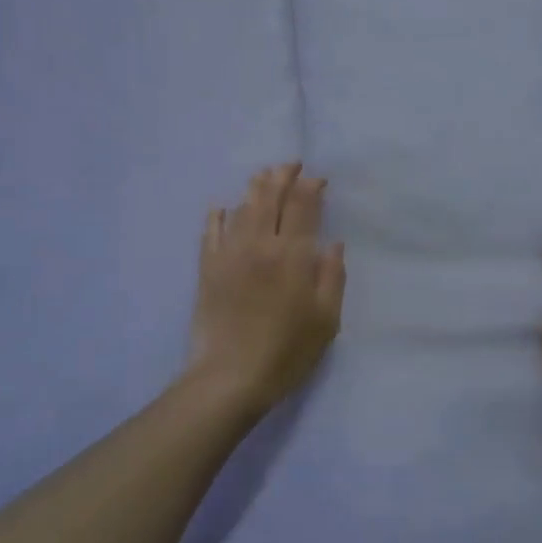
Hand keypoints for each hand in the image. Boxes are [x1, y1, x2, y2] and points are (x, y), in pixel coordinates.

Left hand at [188, 163, 346, 414]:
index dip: (310, 186)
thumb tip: (333, 244)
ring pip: (242, 209)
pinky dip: (218, 216)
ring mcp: (230, 254)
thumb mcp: (326, 320)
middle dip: (282, 177)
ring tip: (263, 176)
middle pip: (270, 198)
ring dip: (255, 188)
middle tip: (291, 165)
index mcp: (293, 256)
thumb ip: (332, 277)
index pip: (302, 206)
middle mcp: (260, 245)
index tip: (318, 179)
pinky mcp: (208, 269)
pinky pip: (211, 232)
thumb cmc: (287, 352)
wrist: (230, 377)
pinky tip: (221, 207)